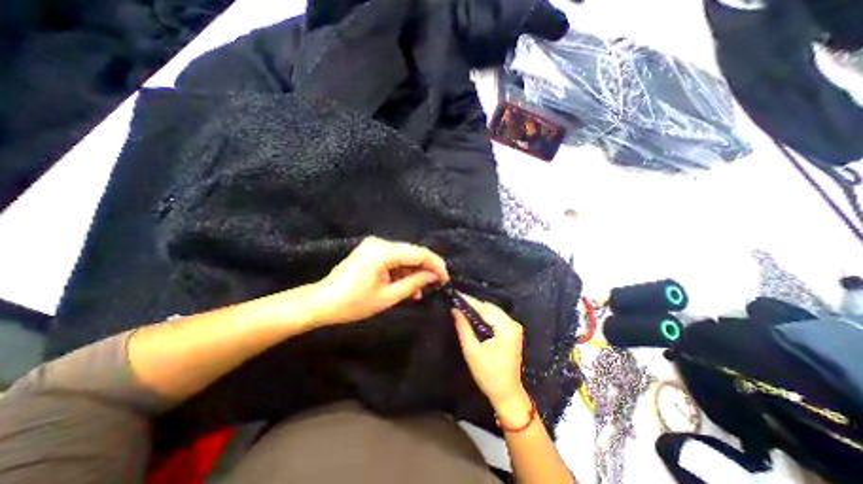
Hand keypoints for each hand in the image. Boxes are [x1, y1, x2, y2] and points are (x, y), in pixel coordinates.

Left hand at [311, 237, 448, 325]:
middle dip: (426, 269)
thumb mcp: (387, 297)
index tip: (445, 278)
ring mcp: (375, 246)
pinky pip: (394, 260)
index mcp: (382, 252)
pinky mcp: (372, 252)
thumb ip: (413, 283)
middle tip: (436, 286)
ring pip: (404, 257)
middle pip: (412, 253)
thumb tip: (433, 276)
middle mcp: (380, 243)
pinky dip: (402, 272)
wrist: (322, 302)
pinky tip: (408, 287)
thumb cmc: (353, 303)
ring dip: (414, 273)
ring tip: (421, 292)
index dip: (435, 264)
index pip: (418, 253)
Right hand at [453, 294, 533, 424]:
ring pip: (493, 311)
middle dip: (473, 305)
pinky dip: (485, 316)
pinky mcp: (512, 331)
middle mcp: (513, 324)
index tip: (456, 294)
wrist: (507, 393)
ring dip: (478, 310)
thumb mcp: (472, 351)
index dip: (469, 301)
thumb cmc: (488, 375)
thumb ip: (463, 328)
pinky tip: (474, 317)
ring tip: (463, 308)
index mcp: (506, 328)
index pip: (484, 309)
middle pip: (490, 307)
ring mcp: (514, 327)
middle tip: (457, 302)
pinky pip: (496, 317)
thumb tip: (455, 310)